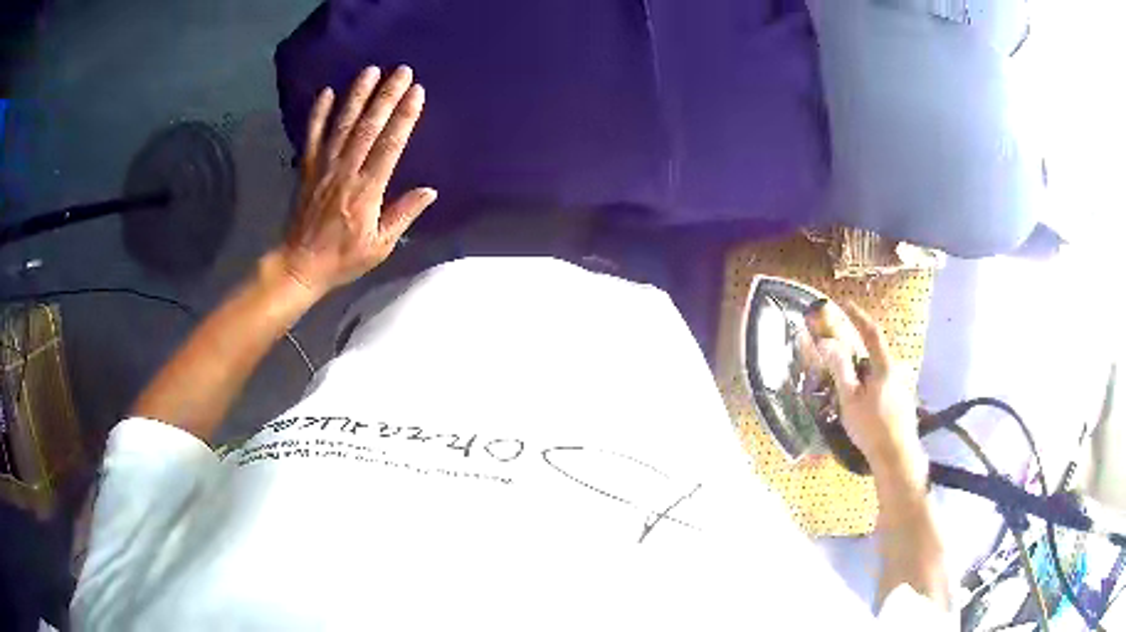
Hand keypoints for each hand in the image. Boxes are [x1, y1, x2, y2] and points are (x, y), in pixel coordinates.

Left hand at [279, 65, 435, 297]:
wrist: (300, 266)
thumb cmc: (343, 259)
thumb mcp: (380, 245)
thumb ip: (403, 214)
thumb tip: (430, 191)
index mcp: (367, 190)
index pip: (390, 145)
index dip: (405, 117)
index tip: (417, 92)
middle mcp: (346, 171)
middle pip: (369, 127)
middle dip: (386, 96)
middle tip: (401, 71)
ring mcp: (323, 168)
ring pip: (342, 125)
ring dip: (357, 96)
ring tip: (370, 71)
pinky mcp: (306, 169)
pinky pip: (312, 137)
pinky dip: (318, 114)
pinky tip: (326, 92)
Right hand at [815, 301, 927, 486]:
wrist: (897, 456)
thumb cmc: (871, 427)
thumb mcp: (850, 399)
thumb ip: (840, 369)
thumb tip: (828, 342)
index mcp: (884, 366)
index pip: (871, 332)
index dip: (858, 316)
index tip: (846, 304)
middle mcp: (897, 371)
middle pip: (875, 355)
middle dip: (859, 356)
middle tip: (842, 369)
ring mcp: (903, 387)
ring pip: (880, 373)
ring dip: (866, 377)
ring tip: (852, 397)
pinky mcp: (905, 402)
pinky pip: (886, 386)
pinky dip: (874, 388)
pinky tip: (867, 410)